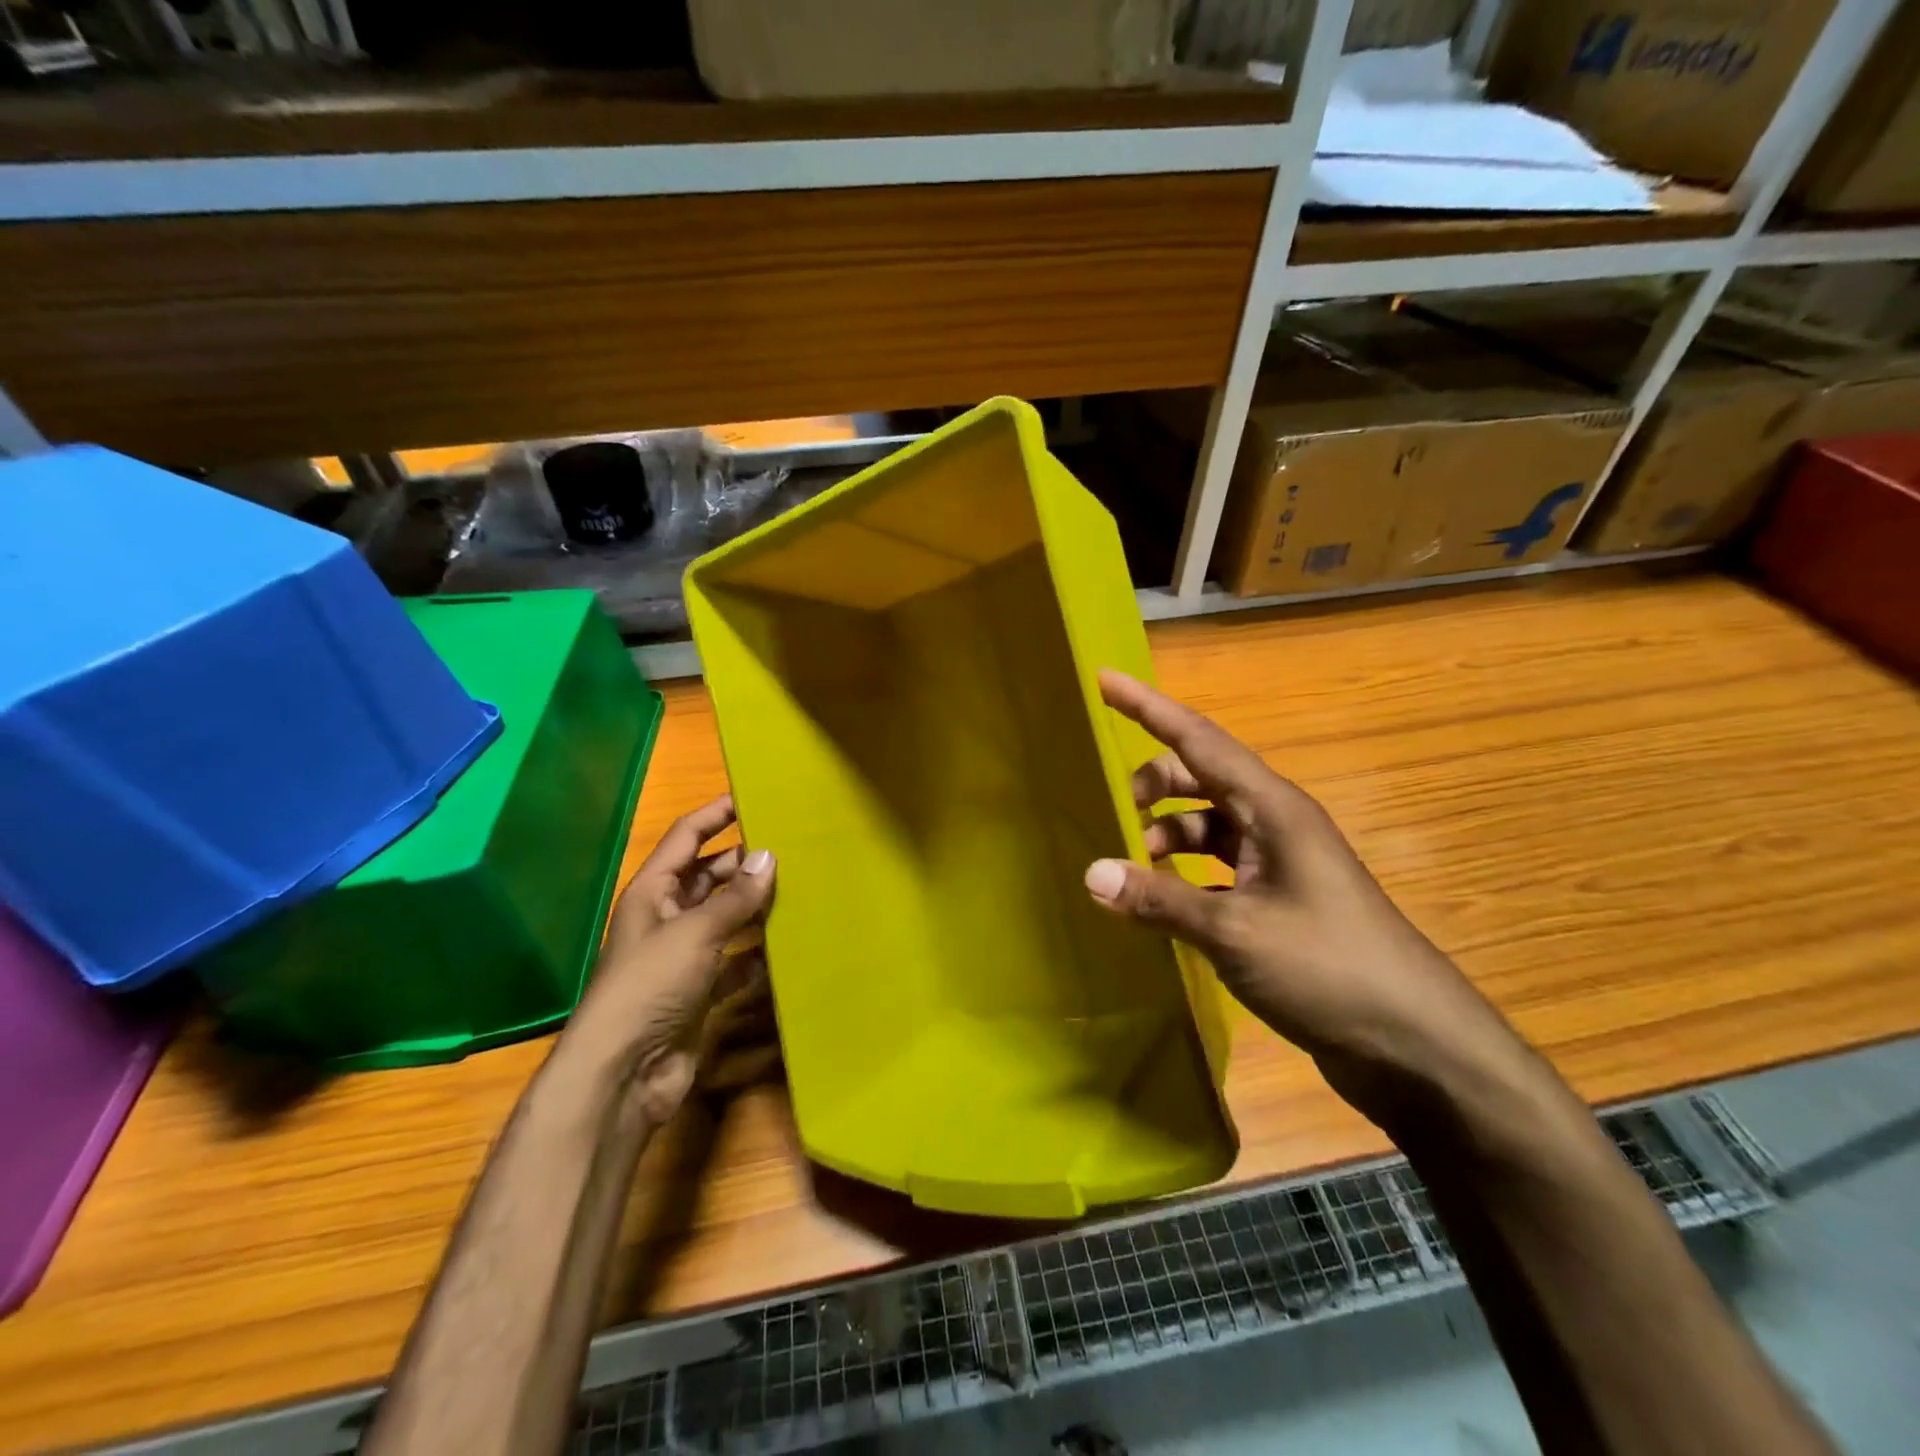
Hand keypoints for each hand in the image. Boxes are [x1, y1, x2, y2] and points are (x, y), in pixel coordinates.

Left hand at [565, 796, 776, 1123]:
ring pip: (725, 920)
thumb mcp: (695, 932)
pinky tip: (786, 948)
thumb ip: (735, 897)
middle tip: (793, 848)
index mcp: (653, 892)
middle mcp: (667, 918)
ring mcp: (683, 958)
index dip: (715, 815)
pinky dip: (756, 956)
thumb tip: (769, 857)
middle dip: (745, 864)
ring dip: (755, 908)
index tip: (753, 798)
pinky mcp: (699, 993)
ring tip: (800, 889)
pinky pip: (734, 963)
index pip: (686, 838)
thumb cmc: (650, 986)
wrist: (624, 1073)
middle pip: (710, 878)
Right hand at [1082, 670, 1529, 1119]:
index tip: (1104, 680)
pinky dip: (1181, 876)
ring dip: (1164, 837)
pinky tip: (1155, 905)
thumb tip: (1092, 874)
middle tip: (1107, 815)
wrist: (1413, 1044)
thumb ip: (1159, 899)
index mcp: (1272, 808)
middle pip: (1198, 779)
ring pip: (1204, 827)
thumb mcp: (1235, 931)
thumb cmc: (1328, 968)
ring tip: (1127, 872)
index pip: (1198, 739)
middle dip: (1150, 786)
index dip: (1148, 708)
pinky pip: (1213, 869)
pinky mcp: (1275, 903)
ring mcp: (1276, 864)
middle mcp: (1273, 823)